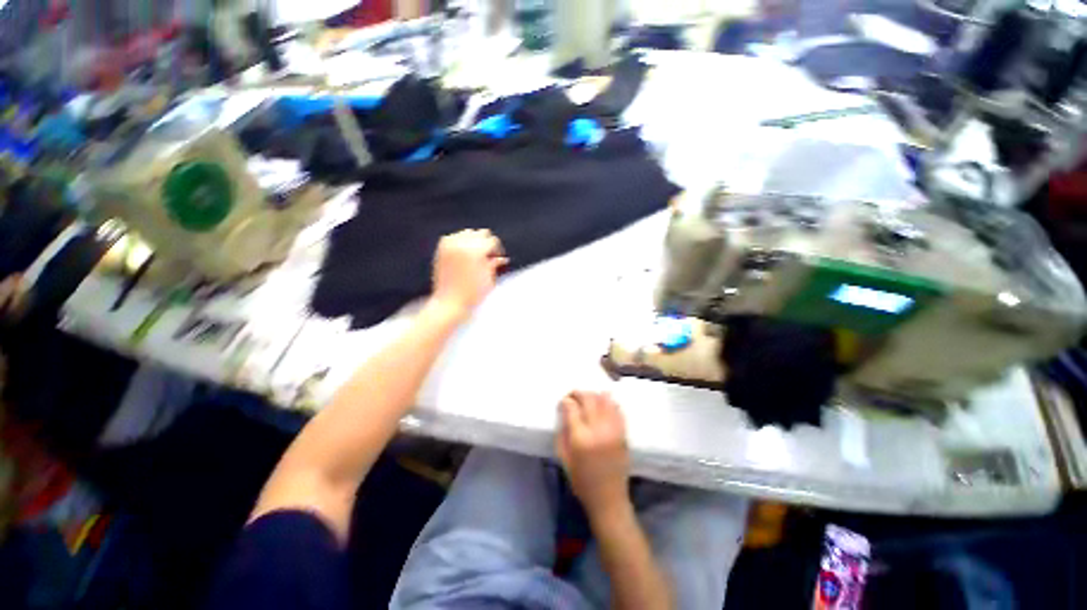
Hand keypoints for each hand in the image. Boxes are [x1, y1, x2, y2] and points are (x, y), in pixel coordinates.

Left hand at [430, 230, 507, 321]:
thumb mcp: (489, 280)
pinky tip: (464, 255)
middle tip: (488, 257)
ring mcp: (450, 245)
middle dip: (486, 244)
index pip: (492, 241)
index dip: (498, 250)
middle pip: (481, 233)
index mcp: (476, 251)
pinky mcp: (441, 249)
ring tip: (476, 257)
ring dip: (474, 242)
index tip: (499, 258)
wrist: (449, 302)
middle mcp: (462, 244)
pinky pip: (454, 238)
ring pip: (468, 233)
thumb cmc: (471, 294)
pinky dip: (461, 243)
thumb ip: (494, 264)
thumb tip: (501, 258)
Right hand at [556, 391, 630, 516]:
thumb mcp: (564, 458)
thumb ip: (562, 432)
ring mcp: (613, 430)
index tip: (563, 401)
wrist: (609, 499)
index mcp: (581, 438)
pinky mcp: (623, 433)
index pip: (572, 408)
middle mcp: (598, 430)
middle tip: (573, 395)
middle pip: (589, 399)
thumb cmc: (581, 481)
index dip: (566, 401)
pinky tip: (603, 401)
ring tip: (587, 397)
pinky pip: (617, 409)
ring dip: (594, 394)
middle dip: (578, 393)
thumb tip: (563, 411)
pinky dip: (609, 401)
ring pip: (604, 400)